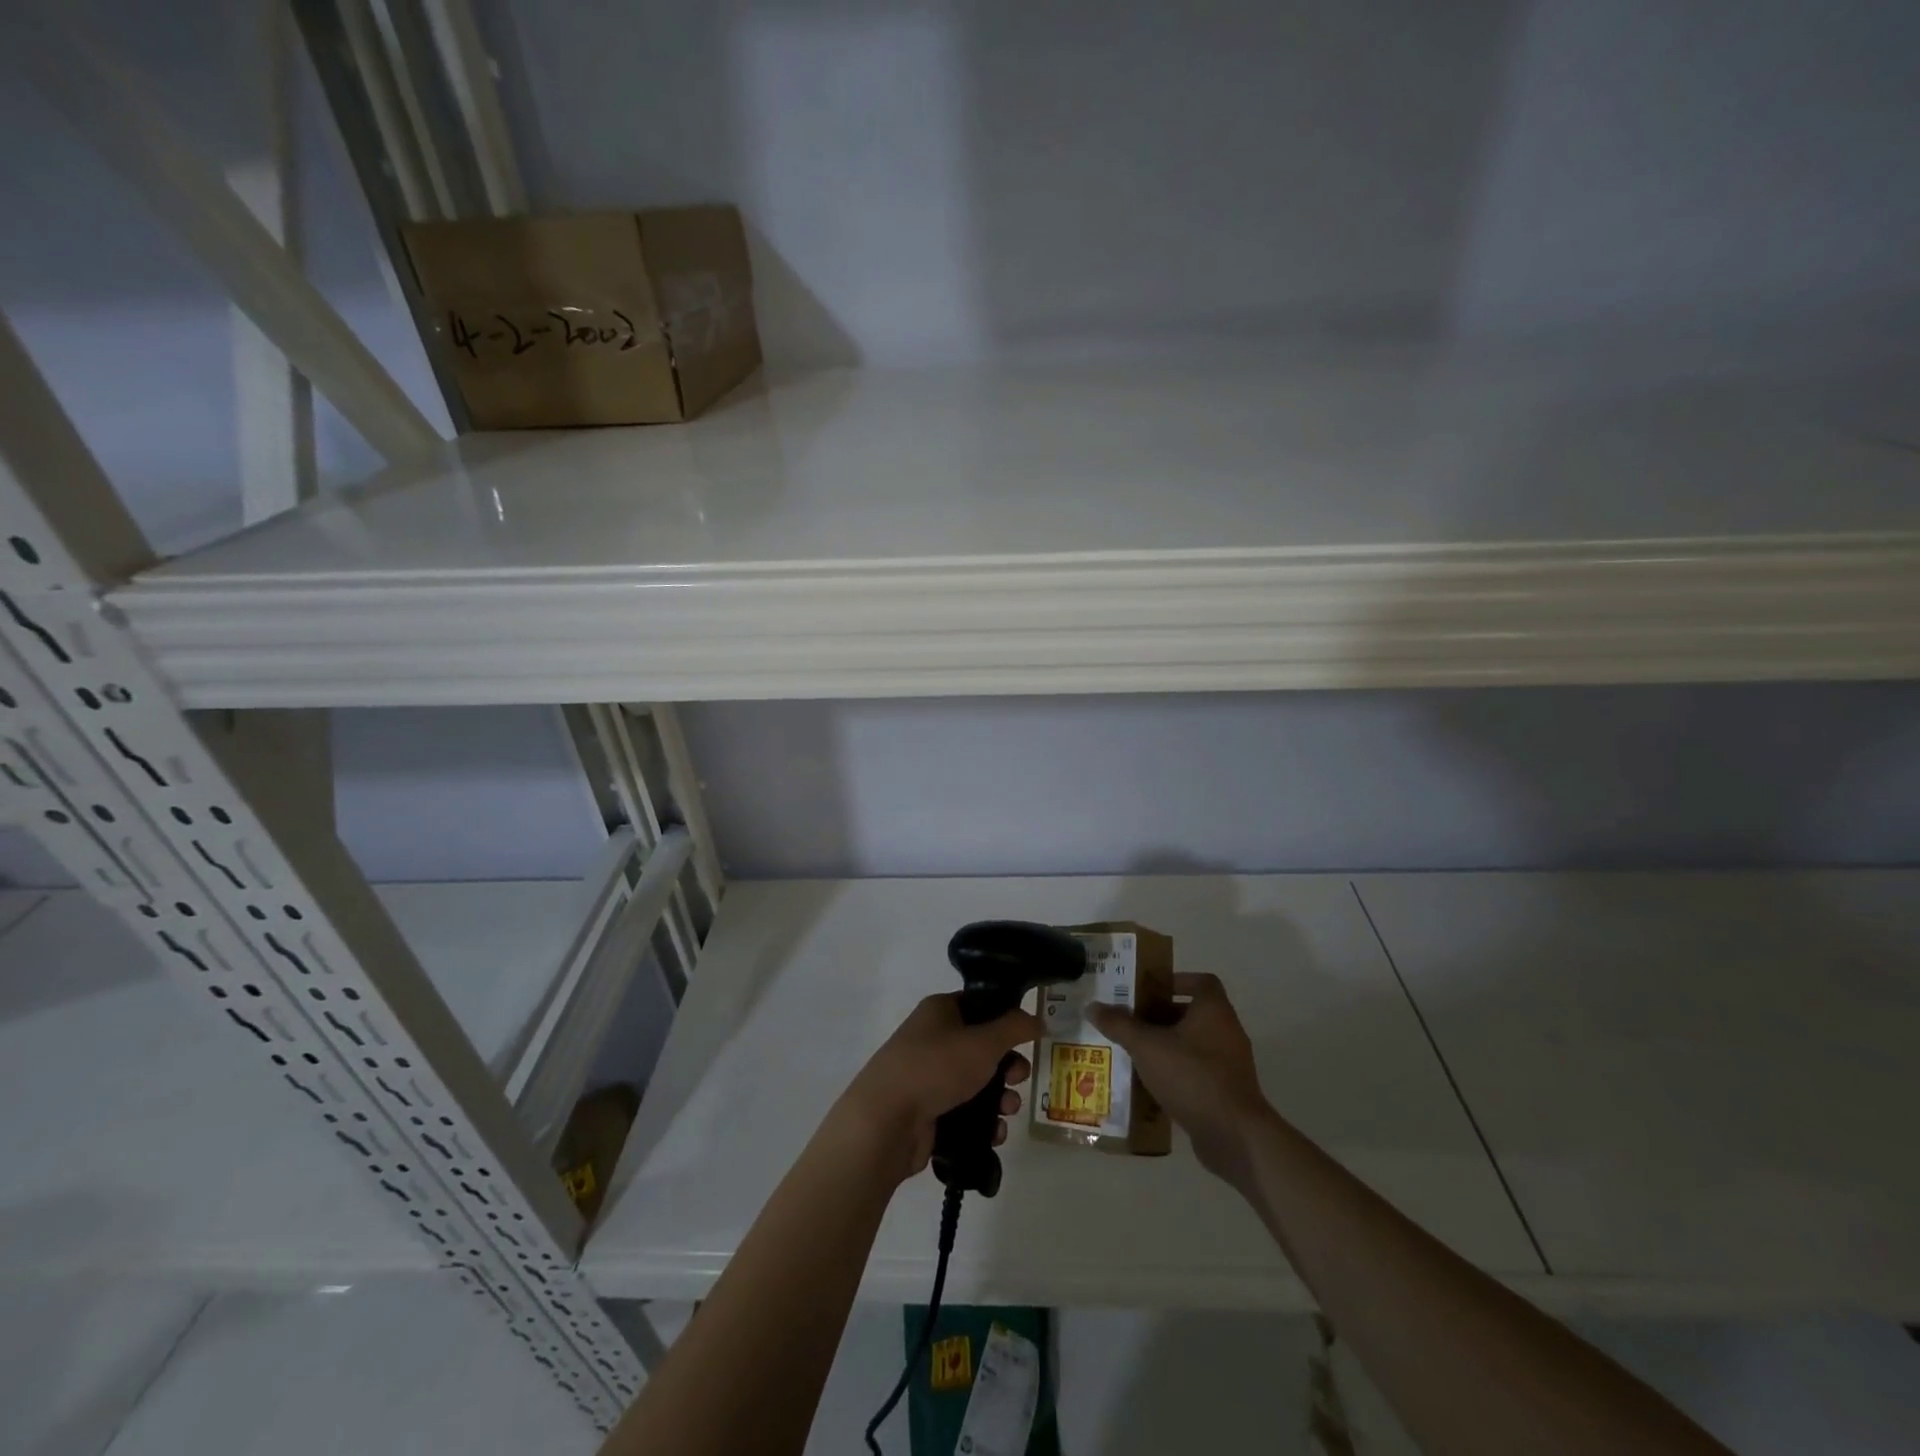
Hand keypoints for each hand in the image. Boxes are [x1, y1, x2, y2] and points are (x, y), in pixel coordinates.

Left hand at [838, 994, 1038, 1181]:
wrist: (884, 1122)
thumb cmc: (935, 1068)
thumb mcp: (983, 1041)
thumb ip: (1014, 1027)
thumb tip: (1036, 1019)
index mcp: (939, 1011)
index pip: (980, 1005)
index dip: (1006, 1019)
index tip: (1027, 1037)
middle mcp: (932, 1039)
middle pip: (982, 1047)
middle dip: (1007, 1065)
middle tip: (1018, 1077)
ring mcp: (928, 1077)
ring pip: (976, 1083)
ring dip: (999, 1098)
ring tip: (1008, 1111)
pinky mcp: (927, 1112)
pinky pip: (964, 1112)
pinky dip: (983, 1122)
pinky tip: (994, 1133)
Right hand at [1087, 973, 1271, 1186]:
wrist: (1235, 1135)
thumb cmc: (1192, 1076)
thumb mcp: (1147, 1047)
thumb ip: (1120, 1025)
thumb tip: (1092, 1006)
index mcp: (1214, 1010)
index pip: (1201, 981)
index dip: (1176, 981)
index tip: (1150, 991)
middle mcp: (1227, 1031)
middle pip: (1193, 1013)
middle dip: (1162, 1016)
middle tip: (1132, 1021)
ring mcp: (1230, 1063)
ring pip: (1194, 1044)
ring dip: (1168, 1045)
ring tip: (1136, 1052)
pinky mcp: (1228, 1091)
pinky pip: (1199, 1071)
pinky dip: (1178, 1072)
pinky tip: (1152, 1083)